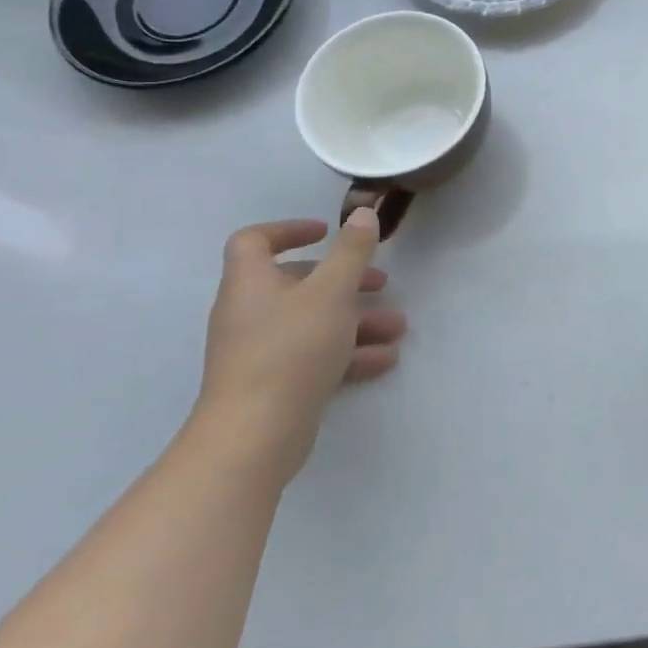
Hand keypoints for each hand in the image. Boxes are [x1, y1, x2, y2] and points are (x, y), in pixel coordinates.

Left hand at [192, 210, 407, 485]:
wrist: (255, 434)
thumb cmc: (292, 349)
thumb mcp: (331, 292)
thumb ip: (351, 251)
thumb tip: (362, 213)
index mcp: (251, 282)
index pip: (255, 241)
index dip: (288, 230)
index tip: (326, 232)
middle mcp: (250, 312)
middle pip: (296, 283)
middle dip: (345, 281)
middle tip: (381, 283)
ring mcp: (260, 350)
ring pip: (313, 322)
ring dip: (357, 320)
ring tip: (398, 328)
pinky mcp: (274, 383)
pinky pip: (314, 355)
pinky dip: (348, 353)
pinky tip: (385, 360)